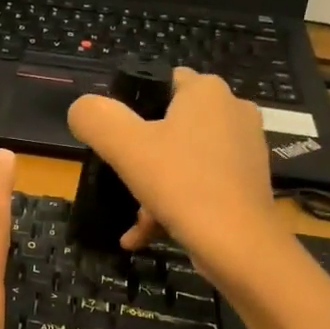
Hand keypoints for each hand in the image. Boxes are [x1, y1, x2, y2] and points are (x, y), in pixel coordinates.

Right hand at [67, 67, 285, 276]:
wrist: (239, 245)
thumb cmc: (182, 184)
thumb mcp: (124, 146)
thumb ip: (95, 118)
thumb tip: (82, 109)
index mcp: (207, 91)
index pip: (161, 83)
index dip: (132, 108)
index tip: (115, 141)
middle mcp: (232, 111)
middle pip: (169, 127)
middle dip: (141, 160)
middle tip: (125, 185)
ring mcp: (244, 150)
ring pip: (182, 162)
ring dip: (153, 189)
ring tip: (139, 222)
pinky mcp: (248, 184)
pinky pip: (200, 186)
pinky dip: (173, 206)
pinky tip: (148, 235)